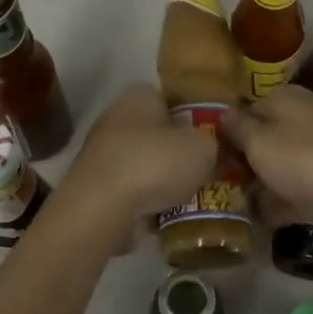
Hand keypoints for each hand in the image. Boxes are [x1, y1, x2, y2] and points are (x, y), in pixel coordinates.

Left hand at [56, 85, 217, 229]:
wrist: (102, 208)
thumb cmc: (155, 163)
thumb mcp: (203, 147)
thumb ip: (215, 143)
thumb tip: (215, 149)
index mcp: (140, 96)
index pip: (173, 100)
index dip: (195, 119)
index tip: (212, 141)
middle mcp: (117, 118)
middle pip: (159, 134)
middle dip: (180, 153)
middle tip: (207, 172)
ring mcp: (103, 153)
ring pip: (146, 164)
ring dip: (165, 181)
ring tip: (193, 199)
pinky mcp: (97, 186)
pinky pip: (133, 191)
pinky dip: (148, 202)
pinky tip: (169, 217)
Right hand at [219, 84, 312, 230]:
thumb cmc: (312, 161)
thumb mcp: (261, 146)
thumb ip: (237, 131)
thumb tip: (221, 114)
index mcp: (280, 97)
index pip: (241, 116)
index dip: (228, 144)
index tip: (218, 175)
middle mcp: (304, 107)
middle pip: (266, 136)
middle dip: (252, 165)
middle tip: (238, 198)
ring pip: (289, 156)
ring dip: (274, 182)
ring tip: (260, 213)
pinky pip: (312, 173)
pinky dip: (299, 191)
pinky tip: (289, 214)